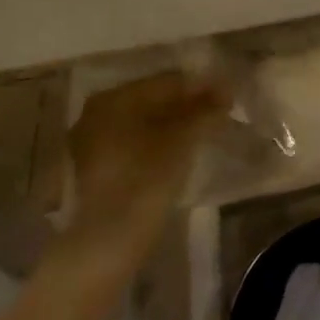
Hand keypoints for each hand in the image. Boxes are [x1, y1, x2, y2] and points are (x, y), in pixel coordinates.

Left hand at [61, 72, 228, 264]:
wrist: (110, 238)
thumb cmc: (147, 176)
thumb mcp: (184, 137)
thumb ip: (205, 109)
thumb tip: (226, 90)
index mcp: (114, 97)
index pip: (168, 81)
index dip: (201, 87)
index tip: (228, 97)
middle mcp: (96, 112)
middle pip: (153, 100)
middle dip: (187, 104)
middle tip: (219, 113)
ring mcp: (91, 141)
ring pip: (143, 122)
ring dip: (174, 123)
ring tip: (204, 131)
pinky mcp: (95, 168)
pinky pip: (133, 142)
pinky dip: (157, 141)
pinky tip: (179, 150)